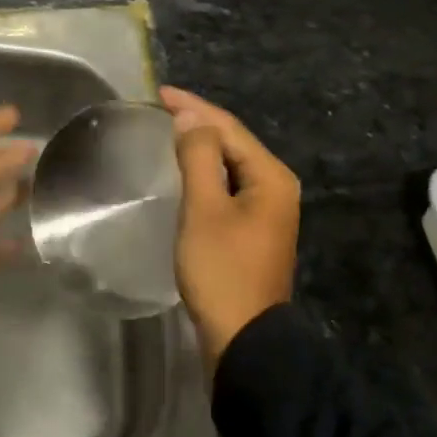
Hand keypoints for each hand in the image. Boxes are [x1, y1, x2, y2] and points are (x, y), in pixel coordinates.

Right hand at [162, 86, 299, 374]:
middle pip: (234, 142)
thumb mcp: (205, 209)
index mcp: (271, 177)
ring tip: (171, 130)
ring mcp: (269, 210)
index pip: (229, 128)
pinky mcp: (255, 230)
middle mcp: (276, 187)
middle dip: (199, 122)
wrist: (245, 344)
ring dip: (203, 146)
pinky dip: (208, 172)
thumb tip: (191, 117)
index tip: (160, 92)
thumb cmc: (223, 271)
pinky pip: (230, 185)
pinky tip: (188, 170)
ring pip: (232, 164)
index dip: (194, 107)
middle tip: (162, 108)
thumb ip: (199, 157)